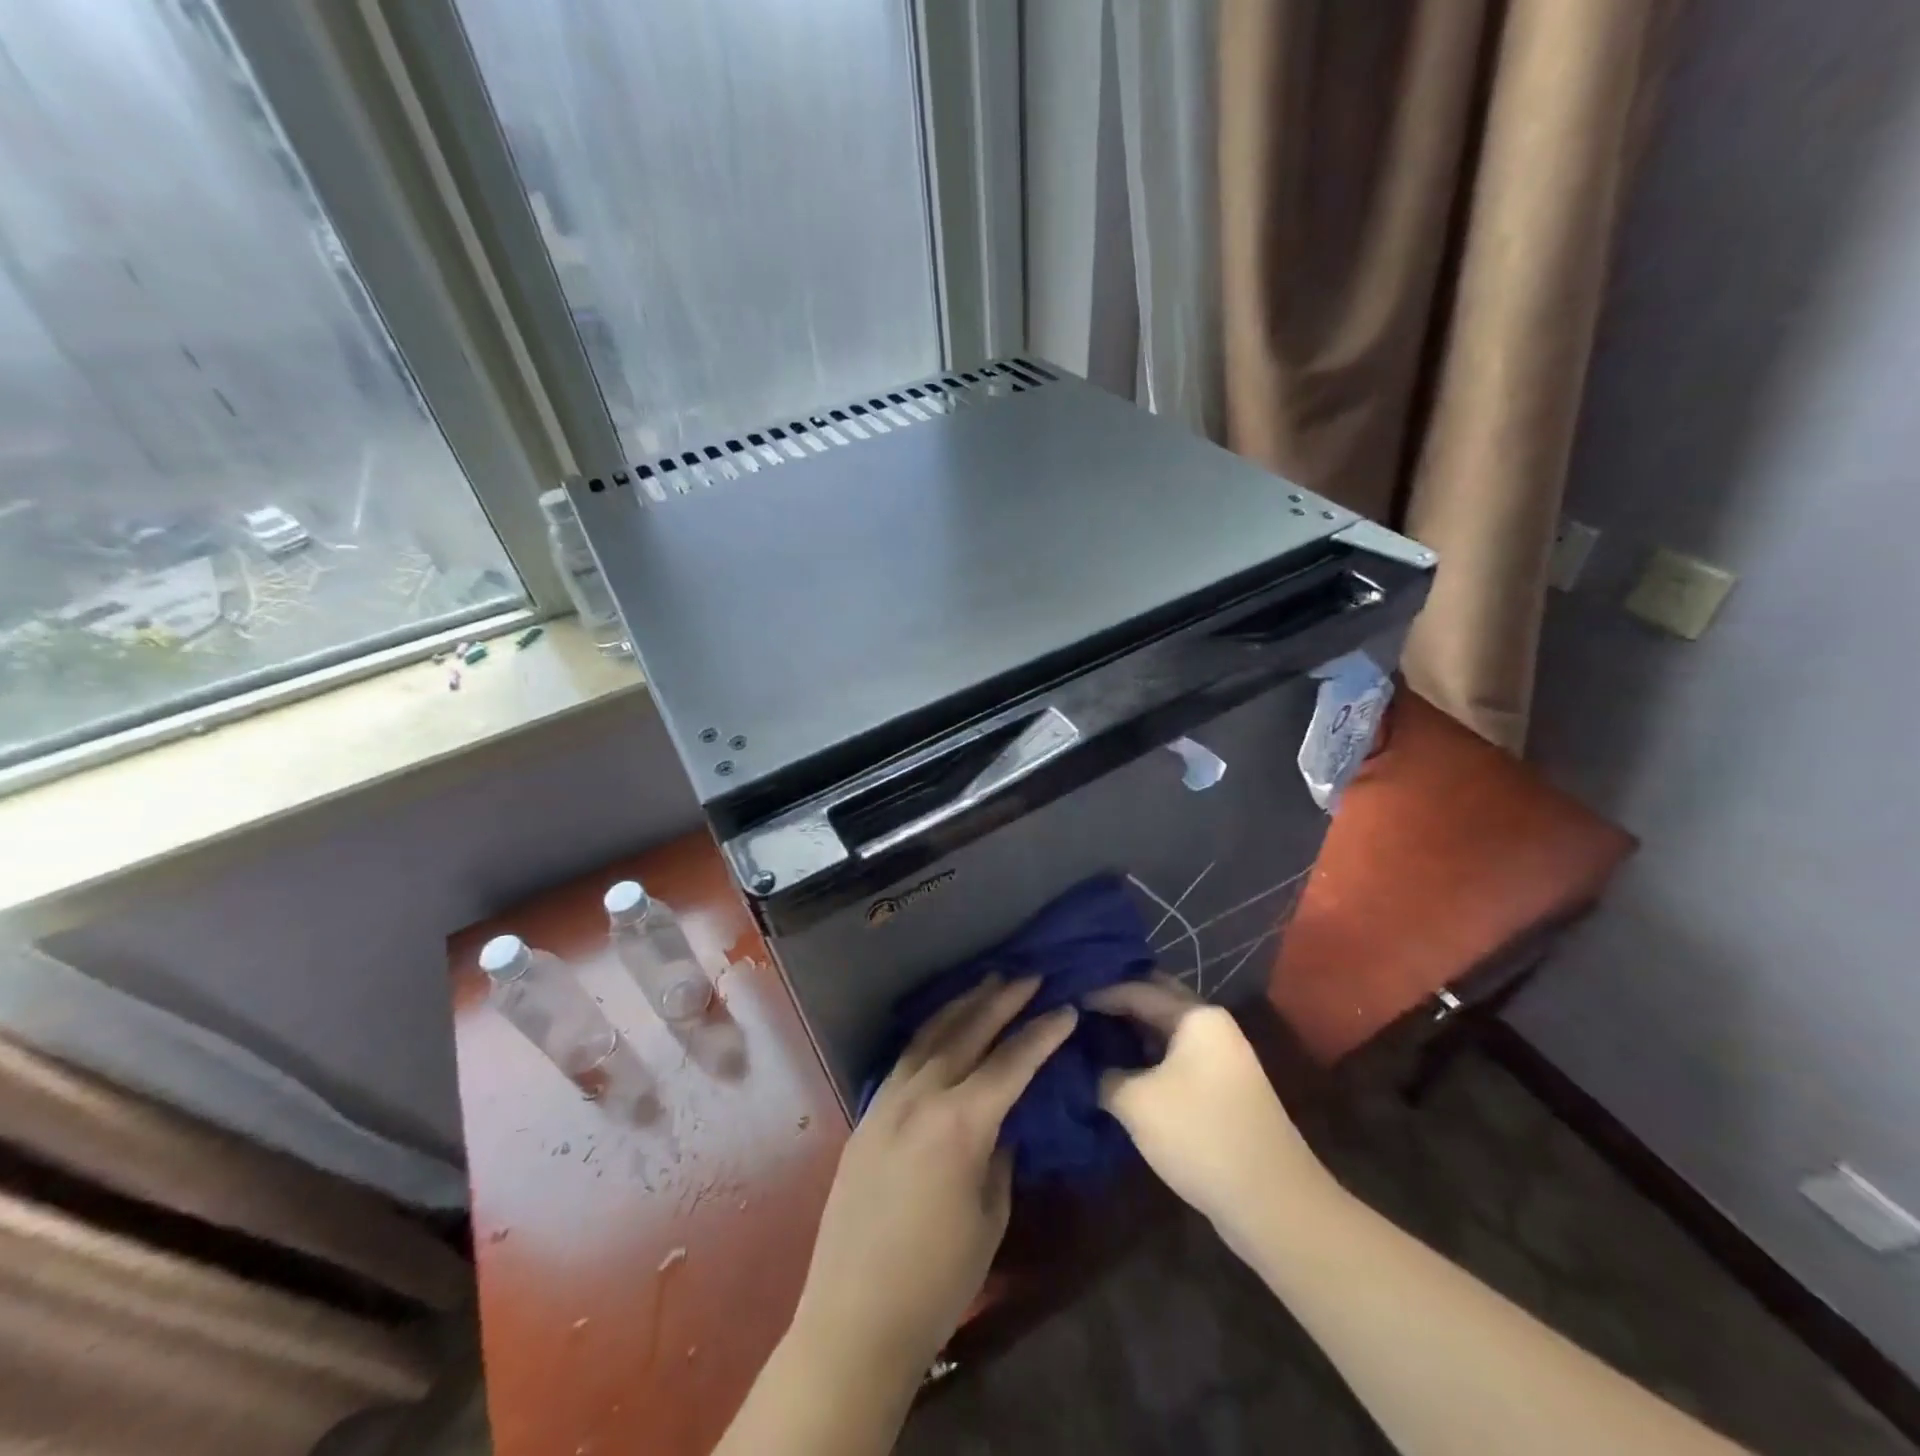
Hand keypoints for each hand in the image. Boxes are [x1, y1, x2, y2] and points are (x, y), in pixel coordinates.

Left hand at [790, 976, 1077, 1384]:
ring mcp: (888, 1101)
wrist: (854, 1317)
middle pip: (968, 1033)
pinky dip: (931, 1032)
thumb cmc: (937, 1279)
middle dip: (1002, 1000)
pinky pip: (905, 1058)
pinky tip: (942, 1027)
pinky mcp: (867, 1114)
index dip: (1042, 1034)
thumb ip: (999, 1155)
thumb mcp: (990, 1216)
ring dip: (962, 1005)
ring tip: (988, 982)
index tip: (1066, 1009)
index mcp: (960, 1124)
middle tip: (1030, 976)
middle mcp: (921, 1097)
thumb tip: (1004, 1120)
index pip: (1011, 1063)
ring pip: (930, 1035)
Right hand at [1086, 975, 1339, 1239]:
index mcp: (1196, 1016)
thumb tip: (1084, 1065)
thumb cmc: (1201, 1136)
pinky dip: (1146, 1056)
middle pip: (1156, 1000)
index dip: (1097, 993)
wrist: (1273, 1204)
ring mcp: (1220, 1057)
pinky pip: (1175, 1056)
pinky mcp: (1221, 1087)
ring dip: (1131, 1031)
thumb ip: (1103, 1074)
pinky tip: (1118, 1067)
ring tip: (1088, 1035)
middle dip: (1117, 1002)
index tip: (1062, 999)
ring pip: (1165, 1030)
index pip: (1136, 989)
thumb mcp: (1136, 1102)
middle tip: (1075, 1007)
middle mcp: (1212, 1025)